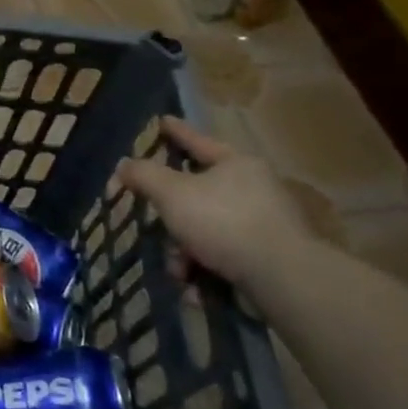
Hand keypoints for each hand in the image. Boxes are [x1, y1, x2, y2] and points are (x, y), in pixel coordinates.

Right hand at [107, 117, 316, 297]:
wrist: (282, 278)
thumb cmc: (223, 222)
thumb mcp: (171, 193)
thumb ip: (143, 175)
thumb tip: (124, 165)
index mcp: (236, 163)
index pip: (197, 140)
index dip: (175, 131)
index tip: (162, 121)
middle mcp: (254, 188)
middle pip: (197, 194)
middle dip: (171, 218)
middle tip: (154, 227)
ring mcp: (265, 224)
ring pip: (207, 229)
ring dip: (185, 251)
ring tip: (179, 272)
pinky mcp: (269, 257)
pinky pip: (224, 255)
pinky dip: (206, 269)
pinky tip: (195, 287)